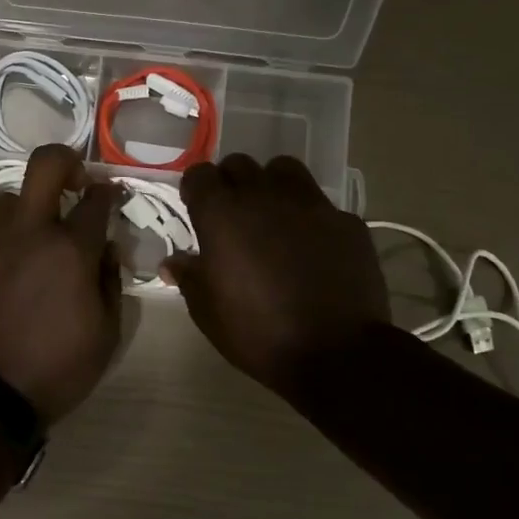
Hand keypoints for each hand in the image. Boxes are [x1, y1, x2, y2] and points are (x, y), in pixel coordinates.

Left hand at [0, 145, 120, 421]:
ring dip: (24, 213)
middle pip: (44, 166)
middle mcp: (26, 234)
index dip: (108, 194)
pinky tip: (0, 284)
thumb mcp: (106, 334)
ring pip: (5, 201)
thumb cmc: (55, 369)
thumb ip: (110, 282)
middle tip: (73, 181)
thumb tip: (105, 251)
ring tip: (29, 243)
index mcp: (69, 250)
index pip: (96, 201)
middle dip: (65, 161)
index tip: (110, 196)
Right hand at [162, 155, 390, 404]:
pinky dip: (308, 215)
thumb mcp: (208, 312)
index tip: (196, 212)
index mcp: (223, 215)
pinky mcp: (346, 220)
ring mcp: (310, 204)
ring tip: (272, 216)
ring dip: (271, 185)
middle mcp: (264, 197)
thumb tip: (172, 263)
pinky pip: (319, 203)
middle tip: (232, 216)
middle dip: (230, 183)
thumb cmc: (258, 333)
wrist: (337, 354)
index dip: (195, 191)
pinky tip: (311, 244)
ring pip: (283, 169)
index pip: (199, 175)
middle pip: (240, 164)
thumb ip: (189, 277)